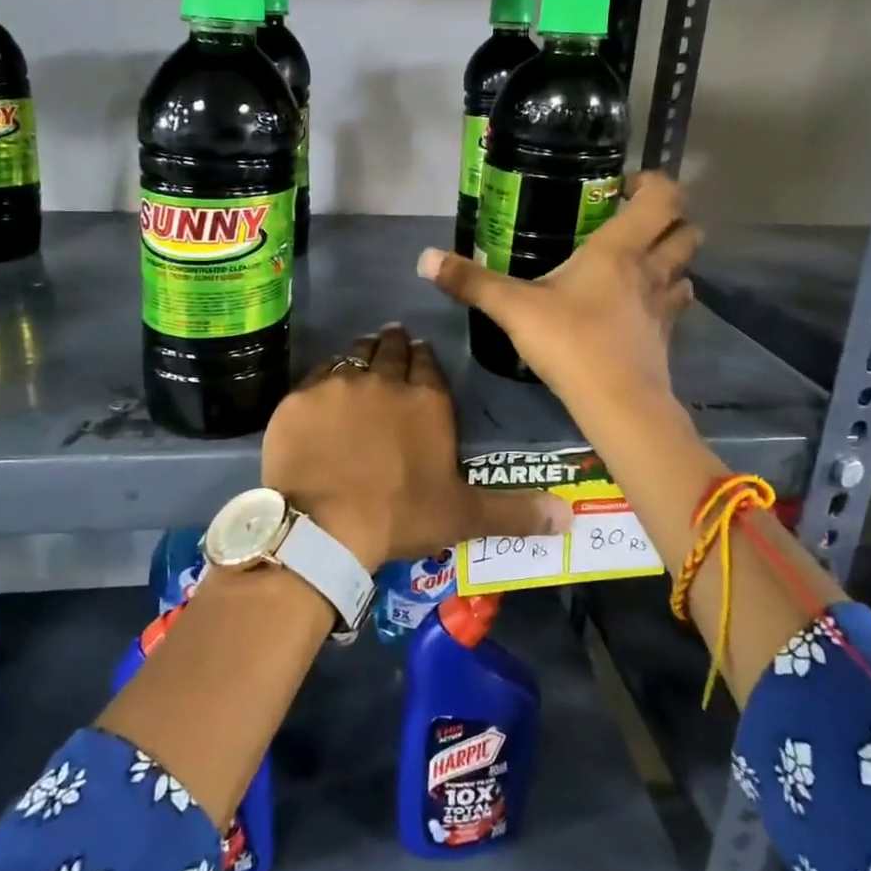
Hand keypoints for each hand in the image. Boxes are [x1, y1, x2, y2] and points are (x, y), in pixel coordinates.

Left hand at [261, 325, 570, 570]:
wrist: (324, 526)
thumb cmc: (399, 516)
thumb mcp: (463, 516)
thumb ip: (515, 512)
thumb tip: (571, 516)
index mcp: (427, 401)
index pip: (428, 365)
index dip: (424, 359)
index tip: (419, 355)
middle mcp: (386, 381)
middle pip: (391, 350)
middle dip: (394, 345)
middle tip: (393, 344)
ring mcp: (339, 384)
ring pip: (354, 355)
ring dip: (362, 354)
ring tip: (363, 356)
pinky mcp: (300, 398)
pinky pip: (316, 375)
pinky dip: (324, 377)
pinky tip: (323, 387)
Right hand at [416, 172, 700, 422]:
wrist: (618, 405)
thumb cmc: (570, 342)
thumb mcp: (514, 308)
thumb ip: (471, 282)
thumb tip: (424, 258)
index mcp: (620, 249)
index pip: (663, 196)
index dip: (652, 183)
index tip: (623, 187)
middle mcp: (651, 269)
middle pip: (686, 229)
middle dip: (669, 219)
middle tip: (631, 222)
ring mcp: (664, 305)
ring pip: (687, 268)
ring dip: (671, 258)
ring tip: (638, 262)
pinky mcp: (666, 337)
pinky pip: (676, 305)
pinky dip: (666, 296)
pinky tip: (638, 307)